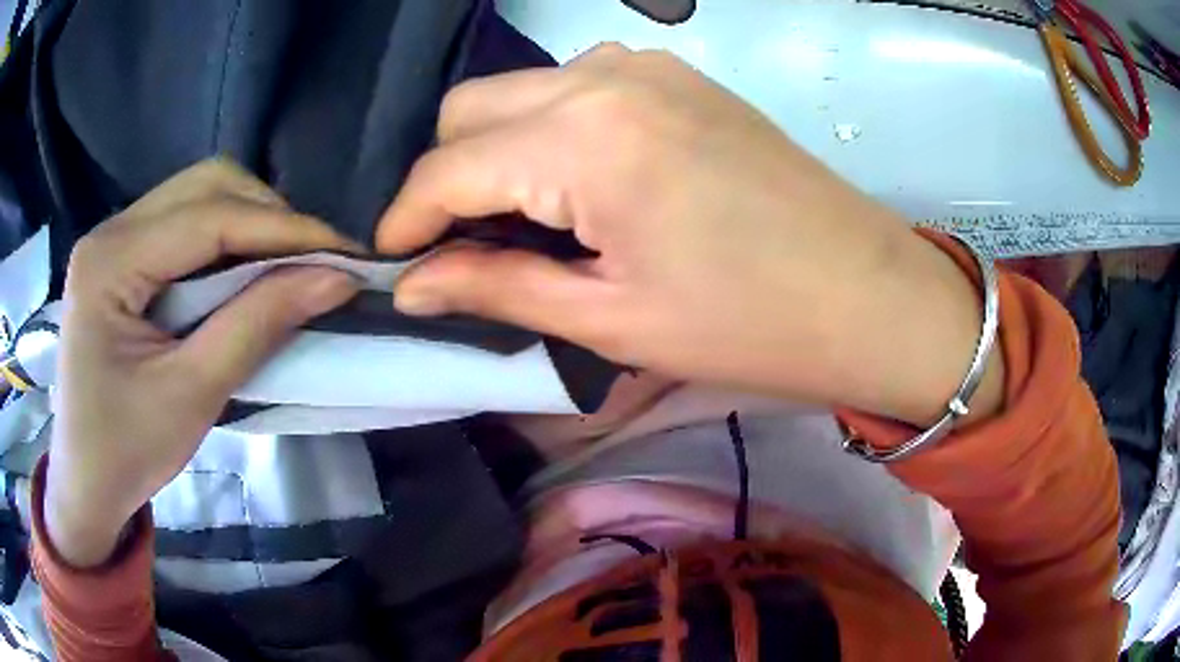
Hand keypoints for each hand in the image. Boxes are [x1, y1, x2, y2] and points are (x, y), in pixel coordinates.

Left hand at [46, 160, 358, 567]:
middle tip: (315, 261)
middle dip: (268, 216)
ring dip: (250, 223)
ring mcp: (114, 239)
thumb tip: (334, 278)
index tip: (346, 254)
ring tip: (288, 266)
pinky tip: (246, 272)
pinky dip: (226, 241)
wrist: (86, 483)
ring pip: (198, 196)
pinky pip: (184, 225)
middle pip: (205, 186)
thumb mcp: (192, 396)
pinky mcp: (122, 257)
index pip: (208, 217)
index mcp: (110, 262)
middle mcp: (110, 231)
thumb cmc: (127, 452)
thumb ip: (257, 326)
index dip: (283, 228)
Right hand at [378, 45, 1002, 427]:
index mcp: (582, 137)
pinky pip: (577, 88)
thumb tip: (412, 287)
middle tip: (460, 249)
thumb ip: (495, 288)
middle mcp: (604, 76)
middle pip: (471, 110)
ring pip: (521, 93)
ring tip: (524, 223)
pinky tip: (578, 185)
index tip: (392, 265)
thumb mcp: (610, 320)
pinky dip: (550, 131)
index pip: (446, 168)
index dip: (404, 221)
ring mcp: (647, 67)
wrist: (869, 297)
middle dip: (445, 179)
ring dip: (497, 150)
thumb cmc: (749, 325)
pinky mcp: (679, 78)